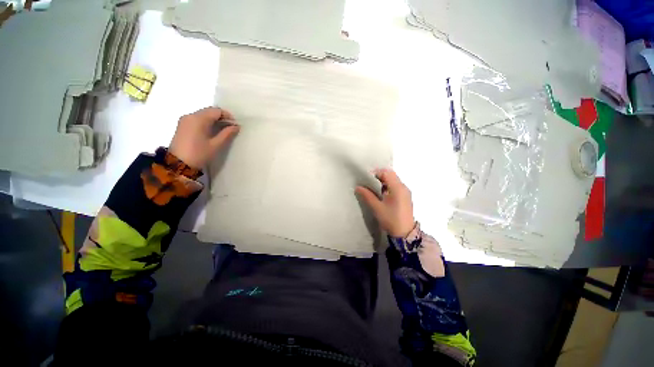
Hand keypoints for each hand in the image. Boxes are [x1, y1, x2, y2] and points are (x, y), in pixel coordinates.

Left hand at [169, 107, 239, 168]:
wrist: (178, 164)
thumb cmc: (199, 154)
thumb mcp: (216, 145)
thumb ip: (227, 133)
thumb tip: (236, 126)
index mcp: (199, 119)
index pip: (216, 111)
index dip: (228, 116)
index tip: (235, 125)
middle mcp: (190, 115)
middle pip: (209, 111)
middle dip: (221, 117)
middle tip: (230, 128)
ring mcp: (185, 120)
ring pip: (203, 114)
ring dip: (214, 120)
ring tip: (223, 130)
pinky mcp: (182, 125)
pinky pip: (197, 119)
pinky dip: (206, 122)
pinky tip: (212, 131)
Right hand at [355, 169, 414, 237]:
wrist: (404, 233)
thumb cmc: (390, 219)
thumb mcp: (376, 207)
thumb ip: (367, 195)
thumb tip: (358, 187)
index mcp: (397, 188)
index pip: (386, 173)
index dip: (376, 173)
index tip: (366, 179)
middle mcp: (403, 187)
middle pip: (391, 175)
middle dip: (379, 176)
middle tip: (368, 183)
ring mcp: (405, 192)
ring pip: (393, 180)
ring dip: (383, 181)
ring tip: (373, 189)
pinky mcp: (405, 197)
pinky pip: (396, 186)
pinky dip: (388, 186)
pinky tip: (381, 194)